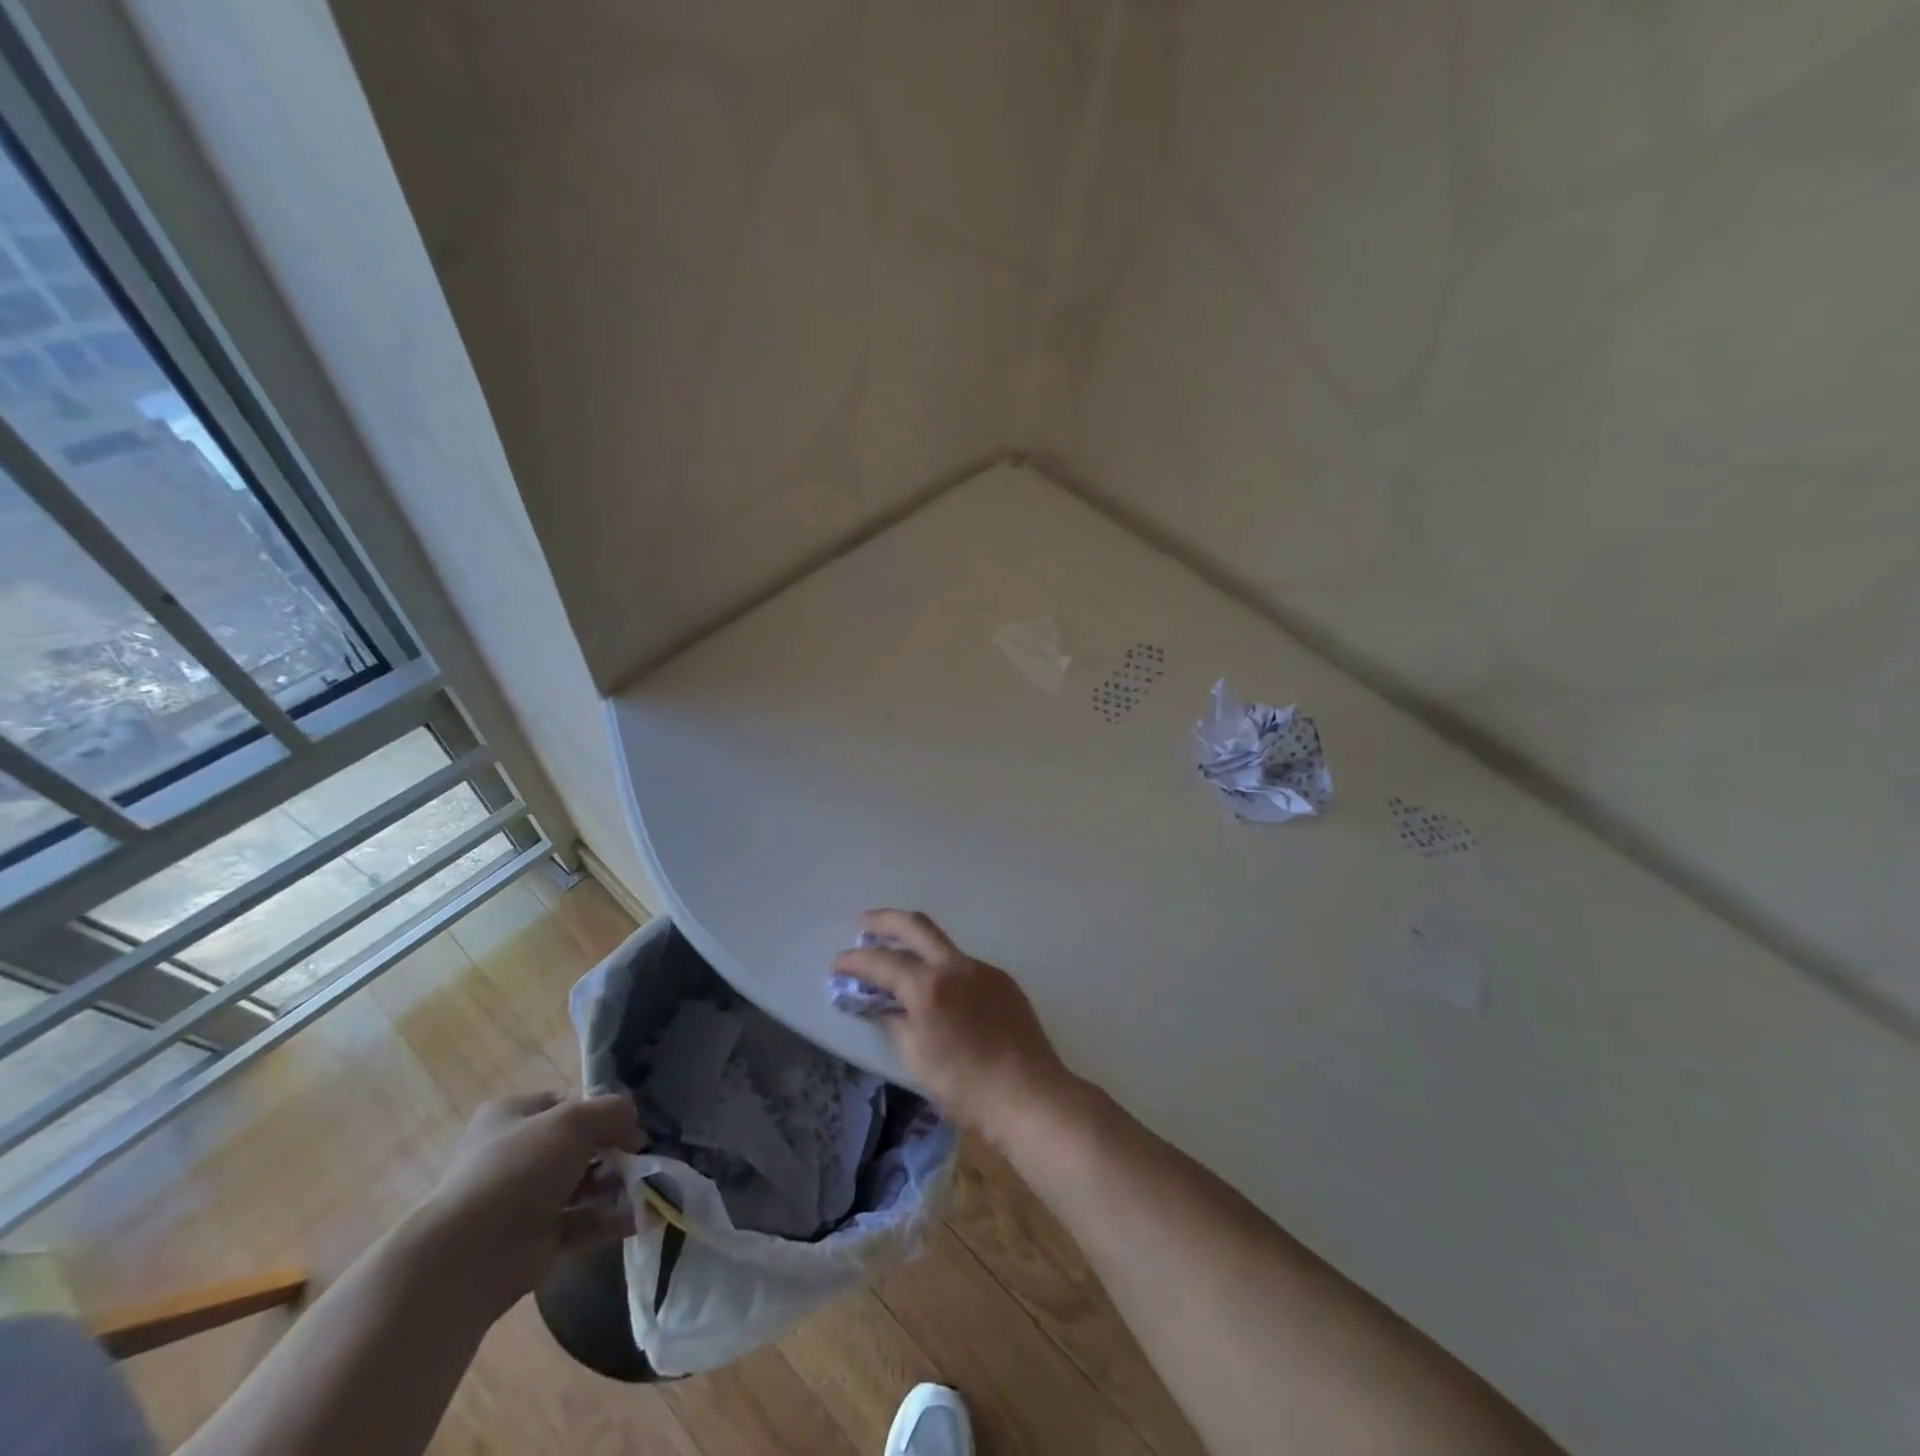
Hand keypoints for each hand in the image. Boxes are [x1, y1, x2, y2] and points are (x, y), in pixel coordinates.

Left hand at [422, 1092, 644, 1315]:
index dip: (600, 1110)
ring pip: (583, 1186)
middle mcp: (516, 1156)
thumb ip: (614, 1112)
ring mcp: (525, 1201)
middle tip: (643, 1157)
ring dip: (618, 1184)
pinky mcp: (537, 1241)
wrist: (470, 1255)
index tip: (628, 1123)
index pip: (566, 1104)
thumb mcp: (575, 1120)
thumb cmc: (520, 1168)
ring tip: (651, 1185)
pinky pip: (584, 1224)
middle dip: (614, 1151)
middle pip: (579, 1146)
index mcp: (512, 1117)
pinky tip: (644, 1215)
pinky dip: (612, 1219)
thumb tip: (635, 1130)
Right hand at [833, 910, 1075, 1142]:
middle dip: (885, 921)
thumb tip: (883, 1007)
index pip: (881, 962)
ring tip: (899, 960)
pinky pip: (965, 967)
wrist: (1030, 1094)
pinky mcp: (1003, 982)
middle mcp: (956, 966)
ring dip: (917, 945)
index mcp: (928, 985)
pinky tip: (940, 991)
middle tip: (864, 923)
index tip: (837, 963)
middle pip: (915, 926)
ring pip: (943, 945)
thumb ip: (896, 1024)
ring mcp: (983, 970)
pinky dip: (943, 969)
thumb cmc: (966, 1086)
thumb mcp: (917, 1059)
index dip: (855, 961)